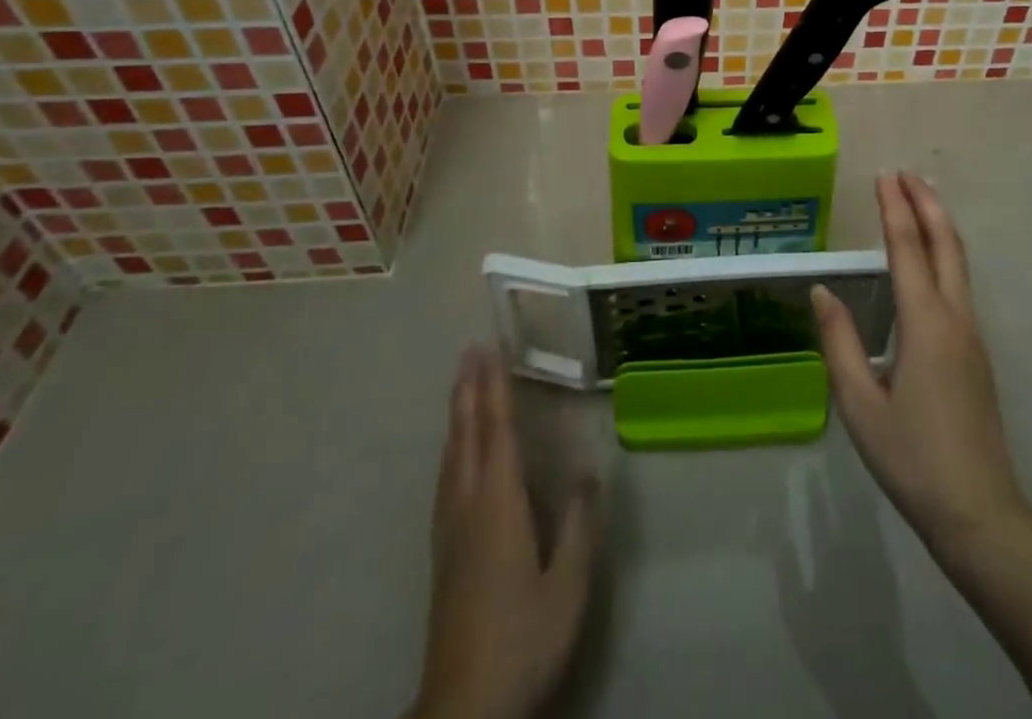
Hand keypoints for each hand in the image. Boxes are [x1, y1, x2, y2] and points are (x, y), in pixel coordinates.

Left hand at [411, 348, 596, 718]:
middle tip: (470, 349)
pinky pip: (446, 476)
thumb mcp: (568, 585)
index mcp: (498, 504)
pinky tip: (454, 452)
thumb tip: (589, 468)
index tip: (490, 348)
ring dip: (458, 412)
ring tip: (462, 384)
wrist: (463, 708)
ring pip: (451, 454)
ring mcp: (450, 528)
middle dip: (469, 388)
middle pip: (466, 434)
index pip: (496, 430)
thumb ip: (579, 523)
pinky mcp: (442, 551)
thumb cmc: (522, 640)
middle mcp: (467, 505)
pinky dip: (452, 445)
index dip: (495, 386)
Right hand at [814, 171, 1024, 563]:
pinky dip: (945, 251)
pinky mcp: (976, 351)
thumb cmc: (912, 457)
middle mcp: (955, 318)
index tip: (884, 175)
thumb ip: (839, 342)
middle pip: (946, 244)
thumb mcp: (859, 404)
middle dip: (926, 203)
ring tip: (919, 198)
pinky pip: (960, 283)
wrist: (979, 511)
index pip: (908, 249)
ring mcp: (972, 334)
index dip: (894, 209)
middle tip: (905, 173)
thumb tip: (822, 292)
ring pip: (959, 262)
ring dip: (939, 223)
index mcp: (925, 324)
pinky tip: (931, 257)